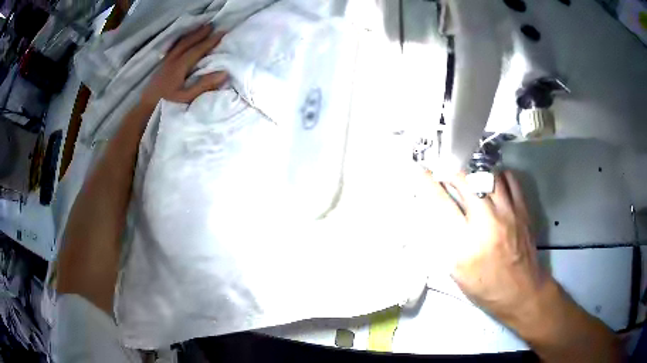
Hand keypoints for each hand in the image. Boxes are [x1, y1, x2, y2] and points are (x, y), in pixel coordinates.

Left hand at [141, 24, 227, 108]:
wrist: (145, 108)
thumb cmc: (167, 104)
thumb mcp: (187, 98)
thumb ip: (204, 85)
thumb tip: (224, 73)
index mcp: (180, 66)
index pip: (197, 50)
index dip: (210, 41)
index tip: (222, 32)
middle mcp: (173, 60)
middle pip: (188, 42)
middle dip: (200, 33)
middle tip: (212, 24)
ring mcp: (166, 62)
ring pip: (180, 43)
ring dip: (191, 34)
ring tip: (200, 28)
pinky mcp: (161, 66)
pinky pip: (173, 48)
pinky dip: (181, 41)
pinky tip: (184, 41)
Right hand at [428, 170, 549, 321]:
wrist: (521, 292)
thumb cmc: (485, 288)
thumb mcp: (457, 273)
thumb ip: (446, 243)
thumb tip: (437, 216)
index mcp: (466, 244)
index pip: (442, 204)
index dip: (428, 183)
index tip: (420, 171)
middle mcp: (487, 223)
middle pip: (466, 182)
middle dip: (451, 173)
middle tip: (445, 173)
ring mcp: (508, 213)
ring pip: (489, 176)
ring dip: (474, 173)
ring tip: (469, 177)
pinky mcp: (522, 211)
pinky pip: (510, 180)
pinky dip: (498, 176)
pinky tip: (493, 182)